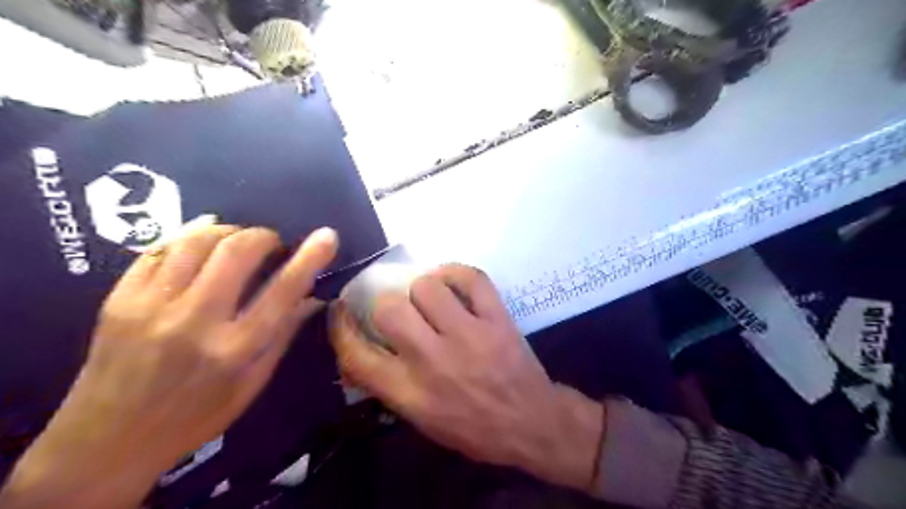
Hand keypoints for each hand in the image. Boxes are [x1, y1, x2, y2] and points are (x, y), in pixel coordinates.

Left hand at [1, 225, 339, 508]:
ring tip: (238, 242)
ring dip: (228, 231)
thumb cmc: (196, 417)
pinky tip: (201, 240)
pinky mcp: (119, 299)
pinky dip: (188, 237)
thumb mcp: (252, 384)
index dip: (310, 258)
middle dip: (263, 236)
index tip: (327, 236)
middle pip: (236, 251)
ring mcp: (151, 307)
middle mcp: (194, 322)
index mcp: (235, 349)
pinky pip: (159, 250)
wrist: (106, 443)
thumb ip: (282, 335)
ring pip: (197, 241)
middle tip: (271, 244)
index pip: (283, 290)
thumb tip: (312, 298)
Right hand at [332, 265, 599, 490]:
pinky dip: (456, 272)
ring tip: (429, 297)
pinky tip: (451, 280)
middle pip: (389, 310)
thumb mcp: (422, 421)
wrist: (531, 422)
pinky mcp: (496, 318)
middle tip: (398, 309)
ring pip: (427, 287)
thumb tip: (358, 356)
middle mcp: (433, 360)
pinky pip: (471, 278)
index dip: (341, 327)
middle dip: (385, 304)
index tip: (341, 311)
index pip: (357, 354)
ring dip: (422, 288)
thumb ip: (388, 387)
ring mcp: (468, 335)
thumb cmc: (474, 428)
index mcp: (410, 392)